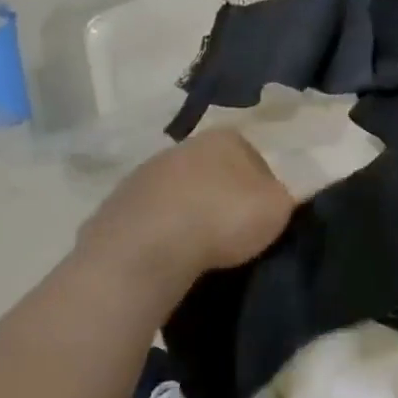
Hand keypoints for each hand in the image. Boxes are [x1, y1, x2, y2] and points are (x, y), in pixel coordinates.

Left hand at [79, 130, 294, 291]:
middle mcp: (184, 146)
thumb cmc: (223, 219)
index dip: (261, 187)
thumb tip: (275, 199)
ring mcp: (144, 174)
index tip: (261, 217)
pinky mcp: (114, 205)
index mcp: (226, 138)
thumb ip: (282, 197)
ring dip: (187, 215)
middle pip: (212, 172)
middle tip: (230, 233)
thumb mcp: (277, 208)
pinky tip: (166, 258)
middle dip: (220, 197)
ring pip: (177, 193)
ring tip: (197, 251)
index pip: (253, 157)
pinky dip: (158, 234)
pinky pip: (148, 219)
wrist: (146, 250)